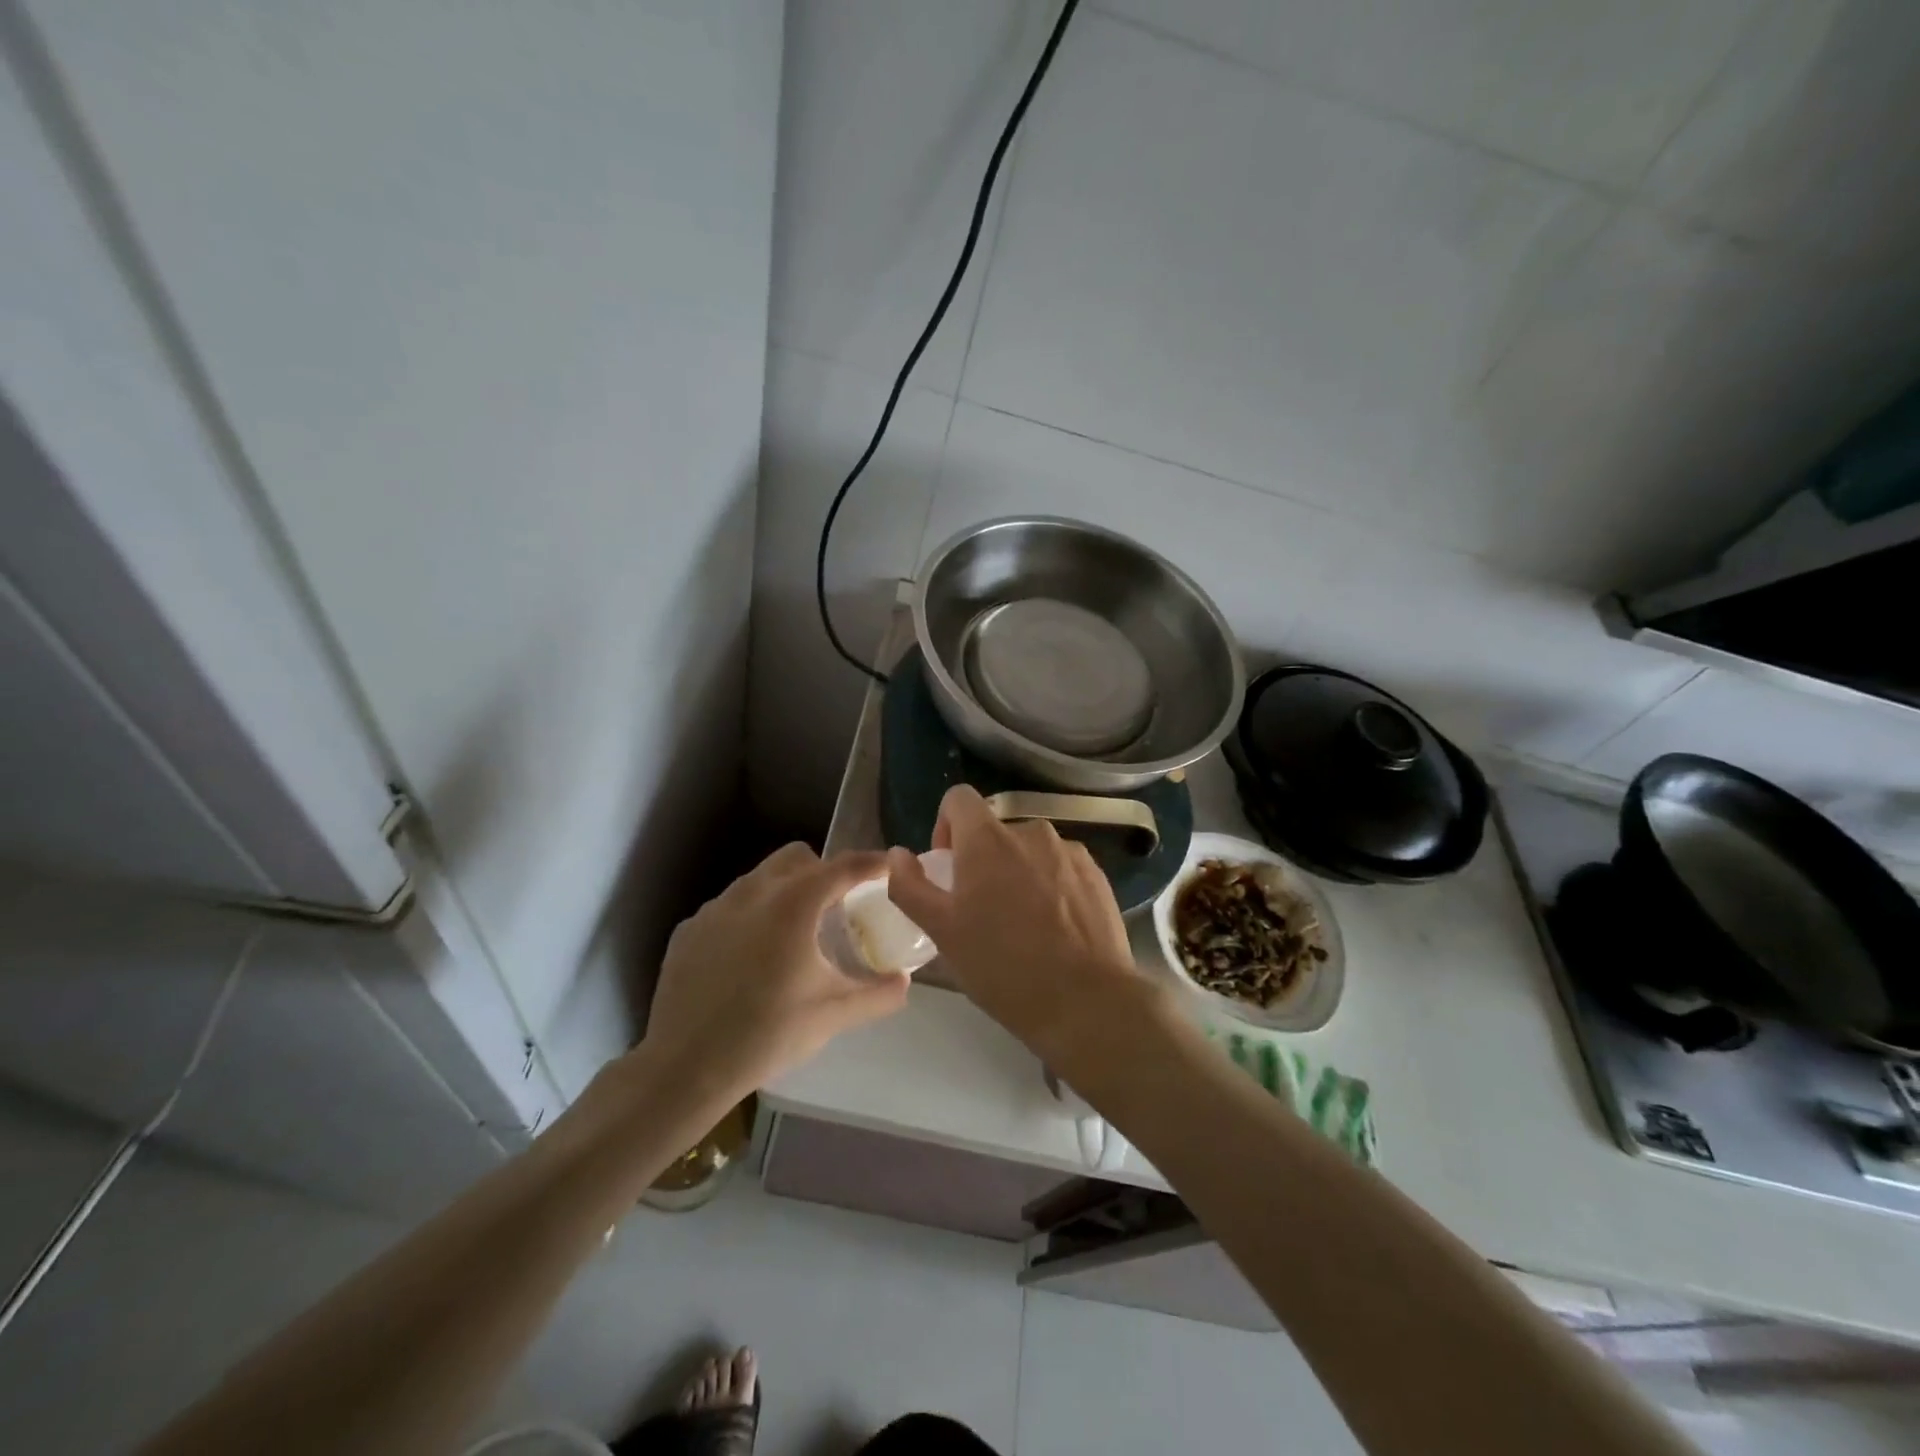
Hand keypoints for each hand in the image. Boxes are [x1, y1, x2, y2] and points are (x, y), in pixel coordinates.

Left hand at [643, 844, 909, 1099]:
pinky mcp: (689, 929)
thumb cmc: (767, 1034)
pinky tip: (751, 957)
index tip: (890, 866)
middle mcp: (752, 893)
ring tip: (795, 932)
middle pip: (797, 858)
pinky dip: (751, 916)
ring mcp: (715, 908)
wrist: (684, 1067)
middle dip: (823, 870)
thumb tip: (904, 982)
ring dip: (785, 890)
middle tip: (839, 904)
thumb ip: (877, 994)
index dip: (871, 863)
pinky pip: (730, 906)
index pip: (842, 867)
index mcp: (793, 905)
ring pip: (760, 878)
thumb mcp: (833, 1015)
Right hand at [885, 786, 1146, 1064]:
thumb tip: (898, 854)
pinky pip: (1061, 868)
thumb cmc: (1002, 965)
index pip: (959, 798)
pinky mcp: (1097, 875)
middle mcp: (1031, 832)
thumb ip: (910, 886)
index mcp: (988, 839)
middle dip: (982, 860)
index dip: (946, 825)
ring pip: (1030, 850)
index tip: (948, 867)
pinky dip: (1050, 886)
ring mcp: (1069, 852)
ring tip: (1021, 924)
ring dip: (1018, 873)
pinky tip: (1054, 930)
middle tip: (981, 910)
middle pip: (995, 831)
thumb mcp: (942, 931)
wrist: (1085, 1000)